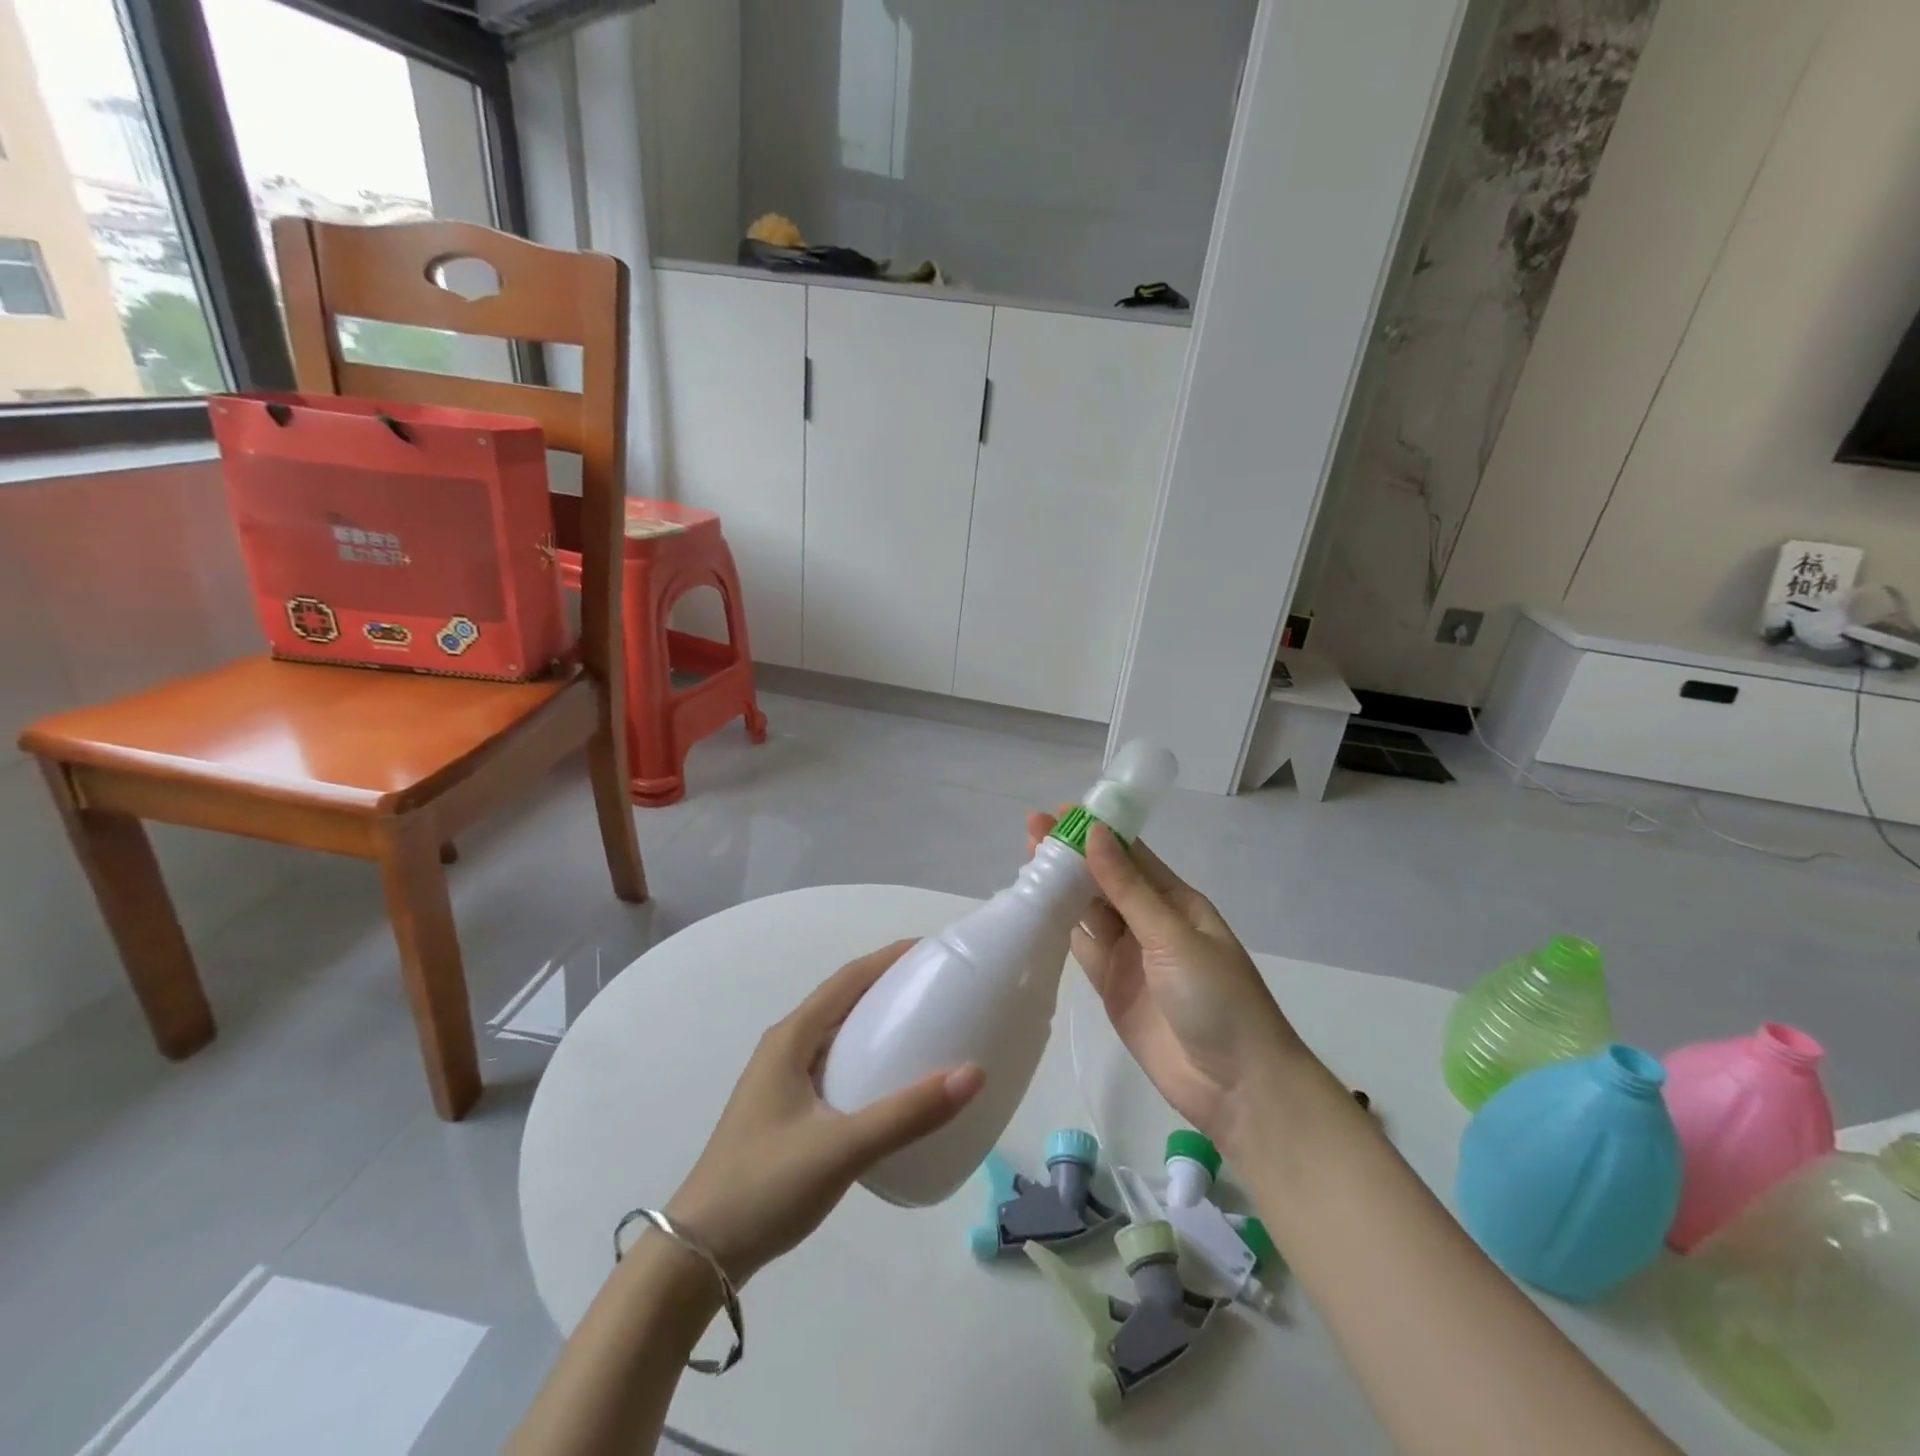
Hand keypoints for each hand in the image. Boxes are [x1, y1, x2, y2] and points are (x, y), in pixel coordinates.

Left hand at [666, 942, 984, 1283]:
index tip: (934, 950)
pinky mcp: (786, 1110)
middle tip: (939, 988)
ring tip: (925, 1027)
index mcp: (791, 1038)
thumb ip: (907, 1114)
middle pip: (844, 999)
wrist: (698, 1255)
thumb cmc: (765, 1186)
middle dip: (889, 985)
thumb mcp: (841, 1148)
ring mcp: (782, 1080)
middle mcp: (785, 1047)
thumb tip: (973, 1074)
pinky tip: (891, 1082)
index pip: (848, 979)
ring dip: (877, 1021)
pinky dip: (866, 1056)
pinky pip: (835, 1064)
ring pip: (838, 1033)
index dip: (890, 958)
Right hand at [1028, 811, 1312, 1154]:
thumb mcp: (1173, 936)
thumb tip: (1096, 834)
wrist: (1237, 1087)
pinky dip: (1059, 931)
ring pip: (1089, 912)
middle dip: (1071, 856)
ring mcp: (1130, 956)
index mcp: (1176, 902)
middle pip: (1104, 881)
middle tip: (1031, 832)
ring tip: (1026, 864)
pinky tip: (1034, 912)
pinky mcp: (1112, 988)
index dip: (1096, 832)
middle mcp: (1150, 922)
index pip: (1130, 855)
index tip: (1059, 812)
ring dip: (1061, 889)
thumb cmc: (1217, 999)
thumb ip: (1128, 889)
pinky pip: (1082, 950)